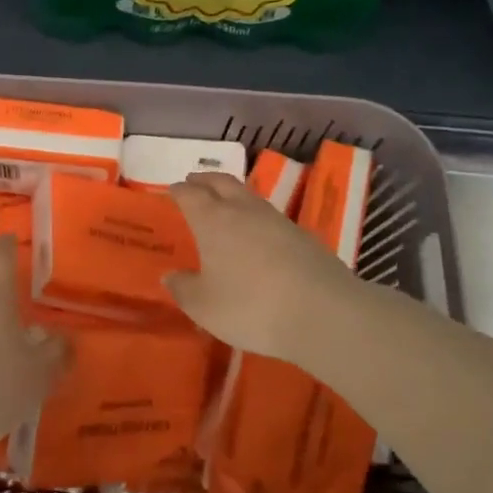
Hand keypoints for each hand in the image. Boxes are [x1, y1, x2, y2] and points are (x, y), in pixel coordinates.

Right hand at [165, 173, 361, 363]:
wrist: (322, 312)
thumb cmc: (250, 306)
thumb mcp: (204, 306)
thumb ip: (184, 289)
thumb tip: (170, 276)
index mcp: (213, 220)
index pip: (191, 195)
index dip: (179, 191)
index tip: (172, 190)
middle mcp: (244, 211)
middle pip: (222, 183)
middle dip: (205, 180)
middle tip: (194, 181)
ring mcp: (278, 220)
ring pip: (249, 196)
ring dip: (233, 194)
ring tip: (225, 204)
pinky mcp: (303, 235)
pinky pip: (270, 216)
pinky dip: (256, 217)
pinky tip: (257, 233)